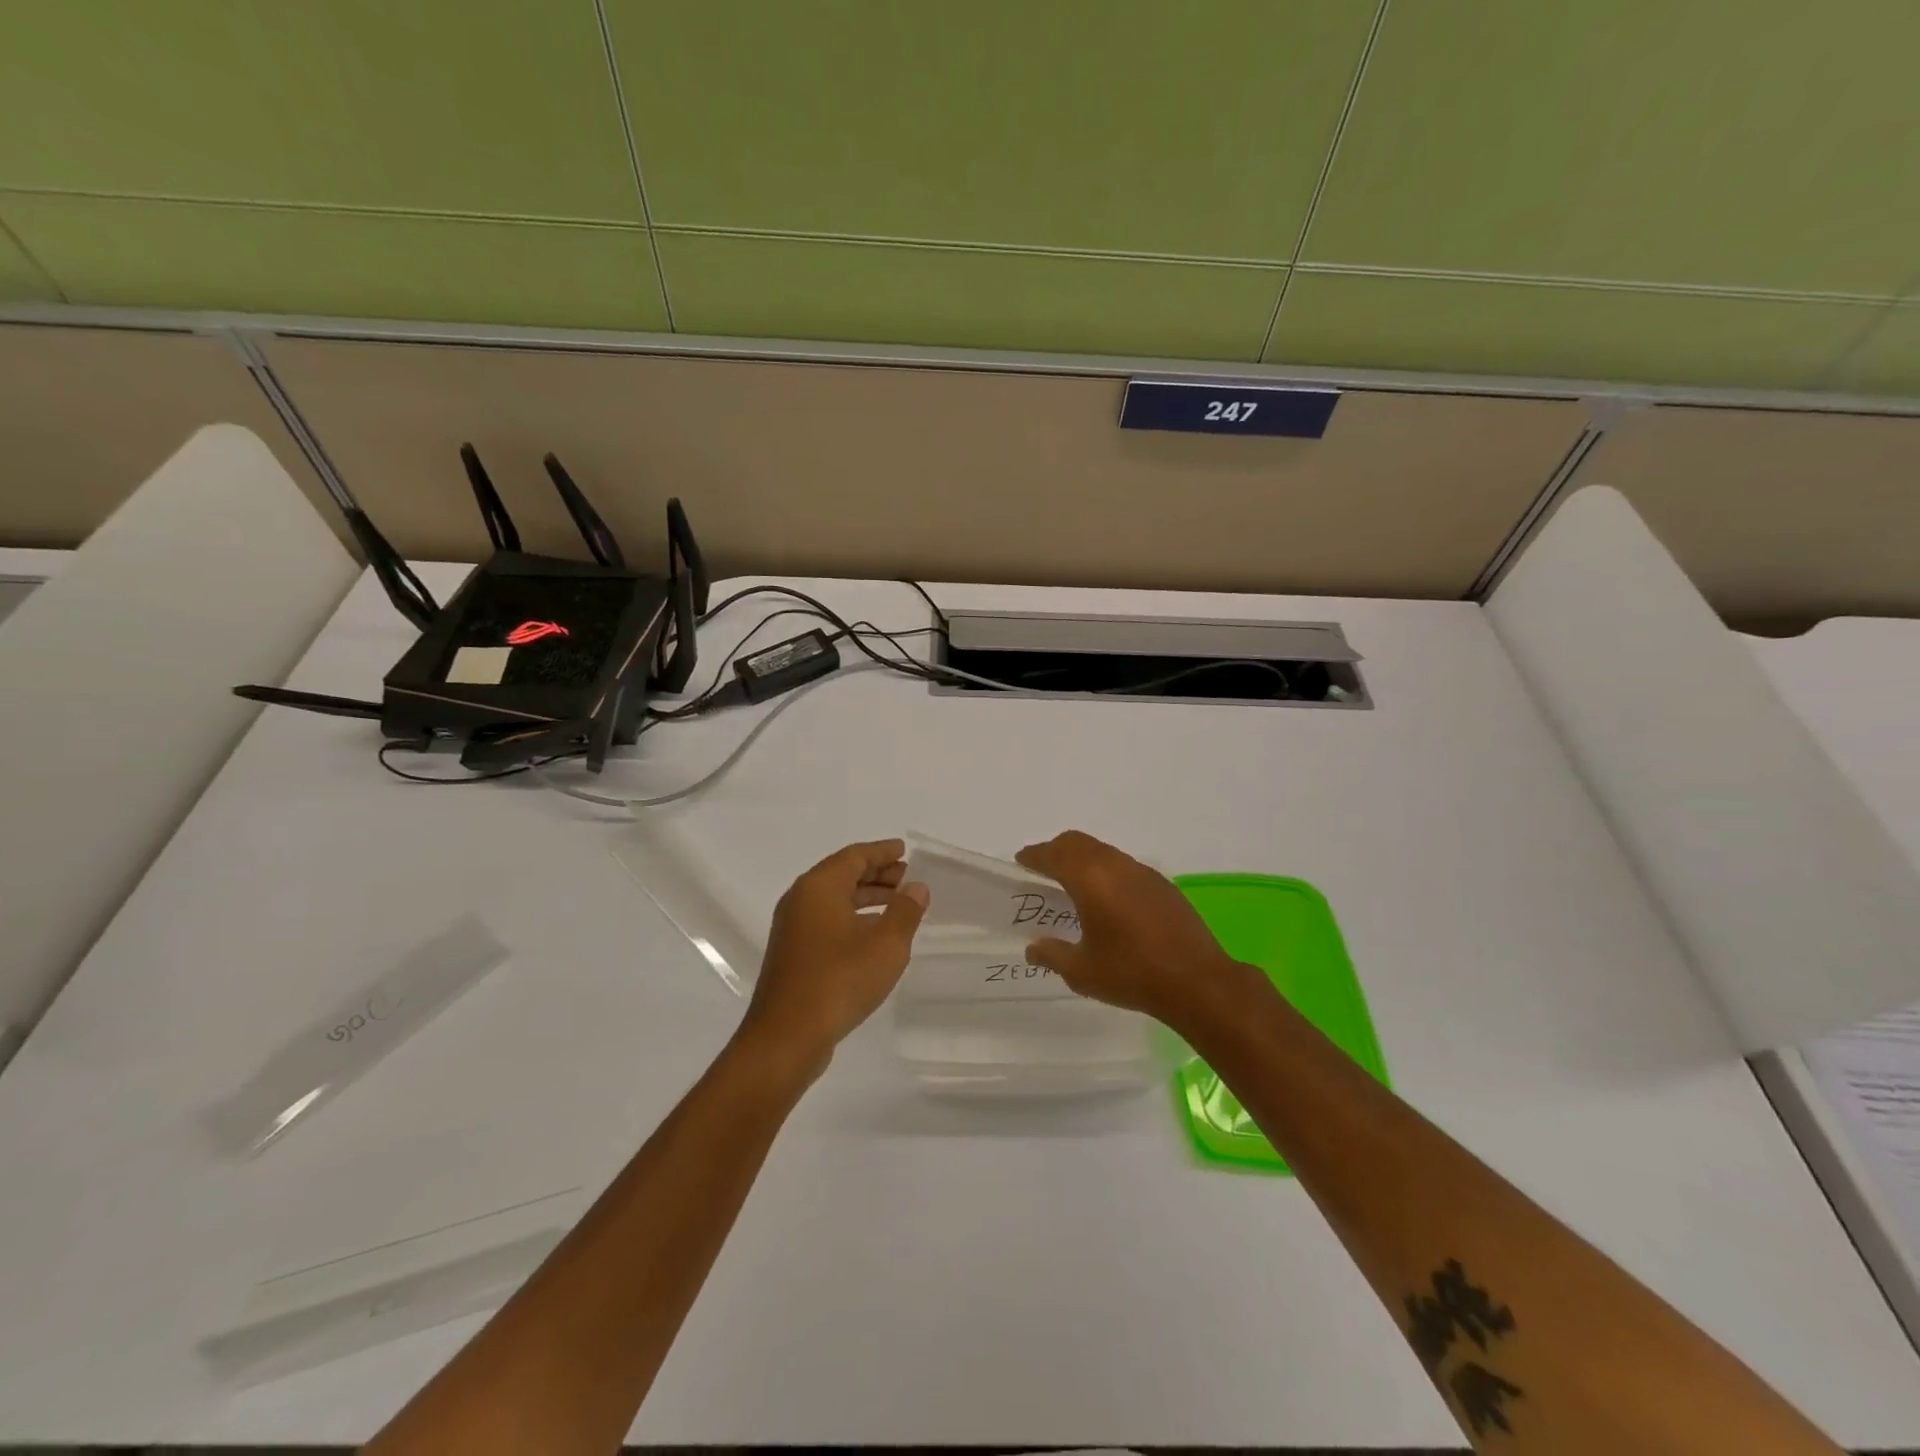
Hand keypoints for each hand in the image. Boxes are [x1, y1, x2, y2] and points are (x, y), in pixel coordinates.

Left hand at [739, 839, 928, 1074]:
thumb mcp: (886, 945)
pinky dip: (852, 917)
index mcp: (819, 887)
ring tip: (897, 903)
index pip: (855, 856)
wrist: (787, 1036)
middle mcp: (801, 899)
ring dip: (866, 897)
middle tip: (906, 876)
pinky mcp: (792, 953)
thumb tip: (916, 887)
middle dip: (876, 874)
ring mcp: (793, 928)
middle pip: (842, 874)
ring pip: (834, 899)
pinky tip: (873, 935)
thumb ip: (905, 911)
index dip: (882, 852)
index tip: (904, 850)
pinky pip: (827, 920)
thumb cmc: (839, 981)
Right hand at [1016, 830, 1260, 1030]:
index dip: (1035, 855)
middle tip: (1042, 868)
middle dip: (1056, 850)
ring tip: (1072, 884)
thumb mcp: (1082, 971)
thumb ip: (1053, 954)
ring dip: (1083, 859)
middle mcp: (1116, 866)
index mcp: (1090, 879)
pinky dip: (1106, 870)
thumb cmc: (1131, 974)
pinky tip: (1107, 899)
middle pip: (1078, 843)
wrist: (1198, 982)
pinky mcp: (1162, 885)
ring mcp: (1143, 873)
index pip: (1054, 854)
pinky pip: (1124, 865)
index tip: (1021, 860)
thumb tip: (1033, 947)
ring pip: (1103, 851)